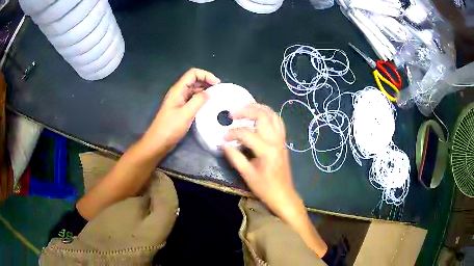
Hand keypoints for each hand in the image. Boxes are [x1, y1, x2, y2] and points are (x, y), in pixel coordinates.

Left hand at [141, 68, 219, 153]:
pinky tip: (208, 106)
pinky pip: (193, 99)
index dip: (206, 75)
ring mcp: (179, 101)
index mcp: (178, 90)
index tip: (217, 84)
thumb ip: (198, 101)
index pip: (193, 73)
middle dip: (207, 82)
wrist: (158, 142)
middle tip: (219, 91)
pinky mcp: (181, 109)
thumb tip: (209, 93)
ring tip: (216, 98)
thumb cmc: (170, 128)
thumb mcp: (186, 114)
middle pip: (194, 80)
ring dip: (205, 91)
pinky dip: (201, 100)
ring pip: (194, 90)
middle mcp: (179, 92)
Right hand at [223, 103, 304, 223]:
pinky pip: (278, 121)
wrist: (283, 194)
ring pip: (273, 115)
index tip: (224, 137)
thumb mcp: (247, 174)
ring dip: (259, 108)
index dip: (232, 133)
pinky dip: (268, 115)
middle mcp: (276, 140)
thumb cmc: (265, 187)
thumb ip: (235, 157)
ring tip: (245, 109)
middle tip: (233, 114)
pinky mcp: (283, 141)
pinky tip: (259, 117)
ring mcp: (281, 139)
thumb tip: (223, 144)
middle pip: (262, 115)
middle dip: (246, 111)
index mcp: (266, 150)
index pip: (246, 133)